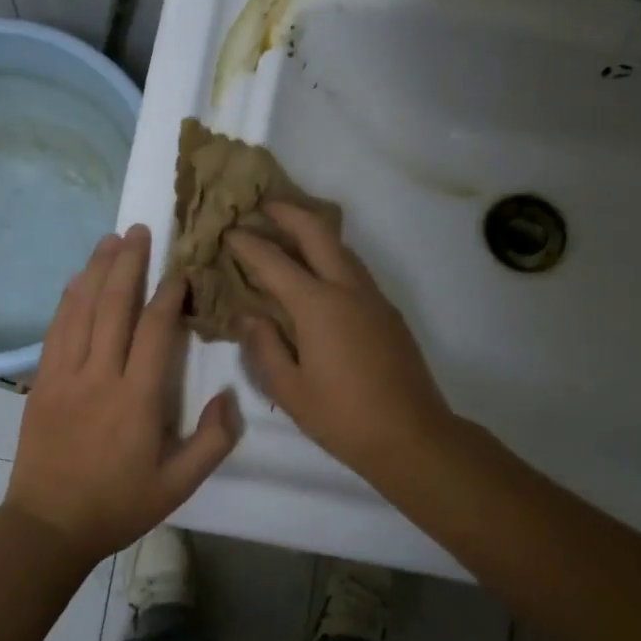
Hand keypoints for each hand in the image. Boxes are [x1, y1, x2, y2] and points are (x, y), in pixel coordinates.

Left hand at [5, 224, 240, 563]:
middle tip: (139, 230)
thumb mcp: (179, 485)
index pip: (154, 330)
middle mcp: (98, 376)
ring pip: (81, 310)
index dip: (168, 294)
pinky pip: (55, 329)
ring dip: (96, 270)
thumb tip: (230, 395)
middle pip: (113, 306)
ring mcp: (64, 375)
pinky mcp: (41, 381)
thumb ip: (213, 441)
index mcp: (137, 400)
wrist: (48, 525)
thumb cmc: (118, 505)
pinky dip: (68, 299)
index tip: (180, 271)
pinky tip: (77, 279)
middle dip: (128, 264)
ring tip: (110, 240)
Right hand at [228, 202, 454, 486]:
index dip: (247, 244)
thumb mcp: (289, 389)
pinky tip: (316, 271)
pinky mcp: (387, 311)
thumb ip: (264, 347)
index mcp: (318, 306)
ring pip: (341, 247)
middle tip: (261, 205)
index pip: (274, 262)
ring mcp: (373, 297)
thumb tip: (249, 316)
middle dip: (287, 212)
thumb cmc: (342, 417)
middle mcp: (347, 289)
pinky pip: (353, 269)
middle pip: (317, 232)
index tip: (227, 231)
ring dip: (312, 231)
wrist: (412, 436)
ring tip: (286, 230)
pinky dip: (329, 256)